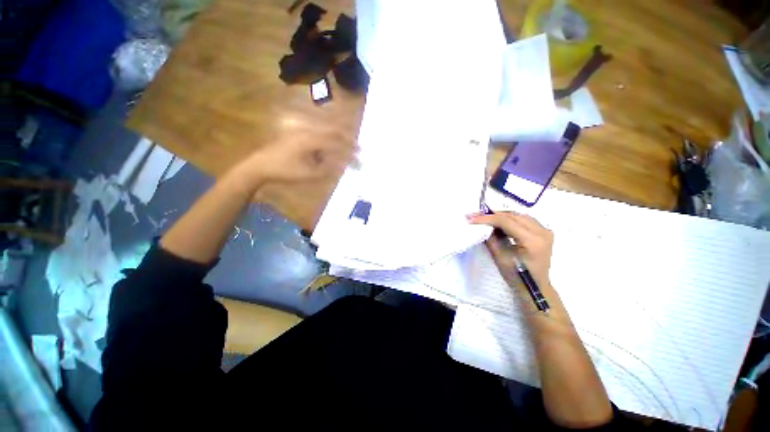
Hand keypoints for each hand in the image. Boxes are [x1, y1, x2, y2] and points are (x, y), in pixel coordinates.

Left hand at [242, 136, 355, 184]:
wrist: (261, 165)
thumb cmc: (285, 171)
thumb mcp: (310, 174)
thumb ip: (330, 168)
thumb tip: (345, 164)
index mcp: (311, 140)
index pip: (336, 142)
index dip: (350, 150)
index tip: (360, 157)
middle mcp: (308, 130)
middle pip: (333, 130)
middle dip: (348, 139)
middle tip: (359, 147)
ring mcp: (301, 129)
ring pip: (326, 128)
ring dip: (339, 135)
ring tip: (350, 143)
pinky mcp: (298, 132)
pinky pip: (318, 131)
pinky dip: (329, 136)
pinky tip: (333, 143)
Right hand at [469, 212, 553, 287]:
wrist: (535, 287)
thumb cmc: (517, 276)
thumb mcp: (500, 257)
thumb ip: (491, 238)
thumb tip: (481, 224)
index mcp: (533, 241)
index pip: (506, 222)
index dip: (487, 218)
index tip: (471, 218)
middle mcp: (542, 232)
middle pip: (512, 216)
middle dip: (492, 214)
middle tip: (474, 215)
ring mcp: (545, 231)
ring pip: (517, 215)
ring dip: (499, 215)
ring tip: (483, 217)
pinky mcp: (543, 231)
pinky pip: (522, 219)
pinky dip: (508, 219)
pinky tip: (497, 222)